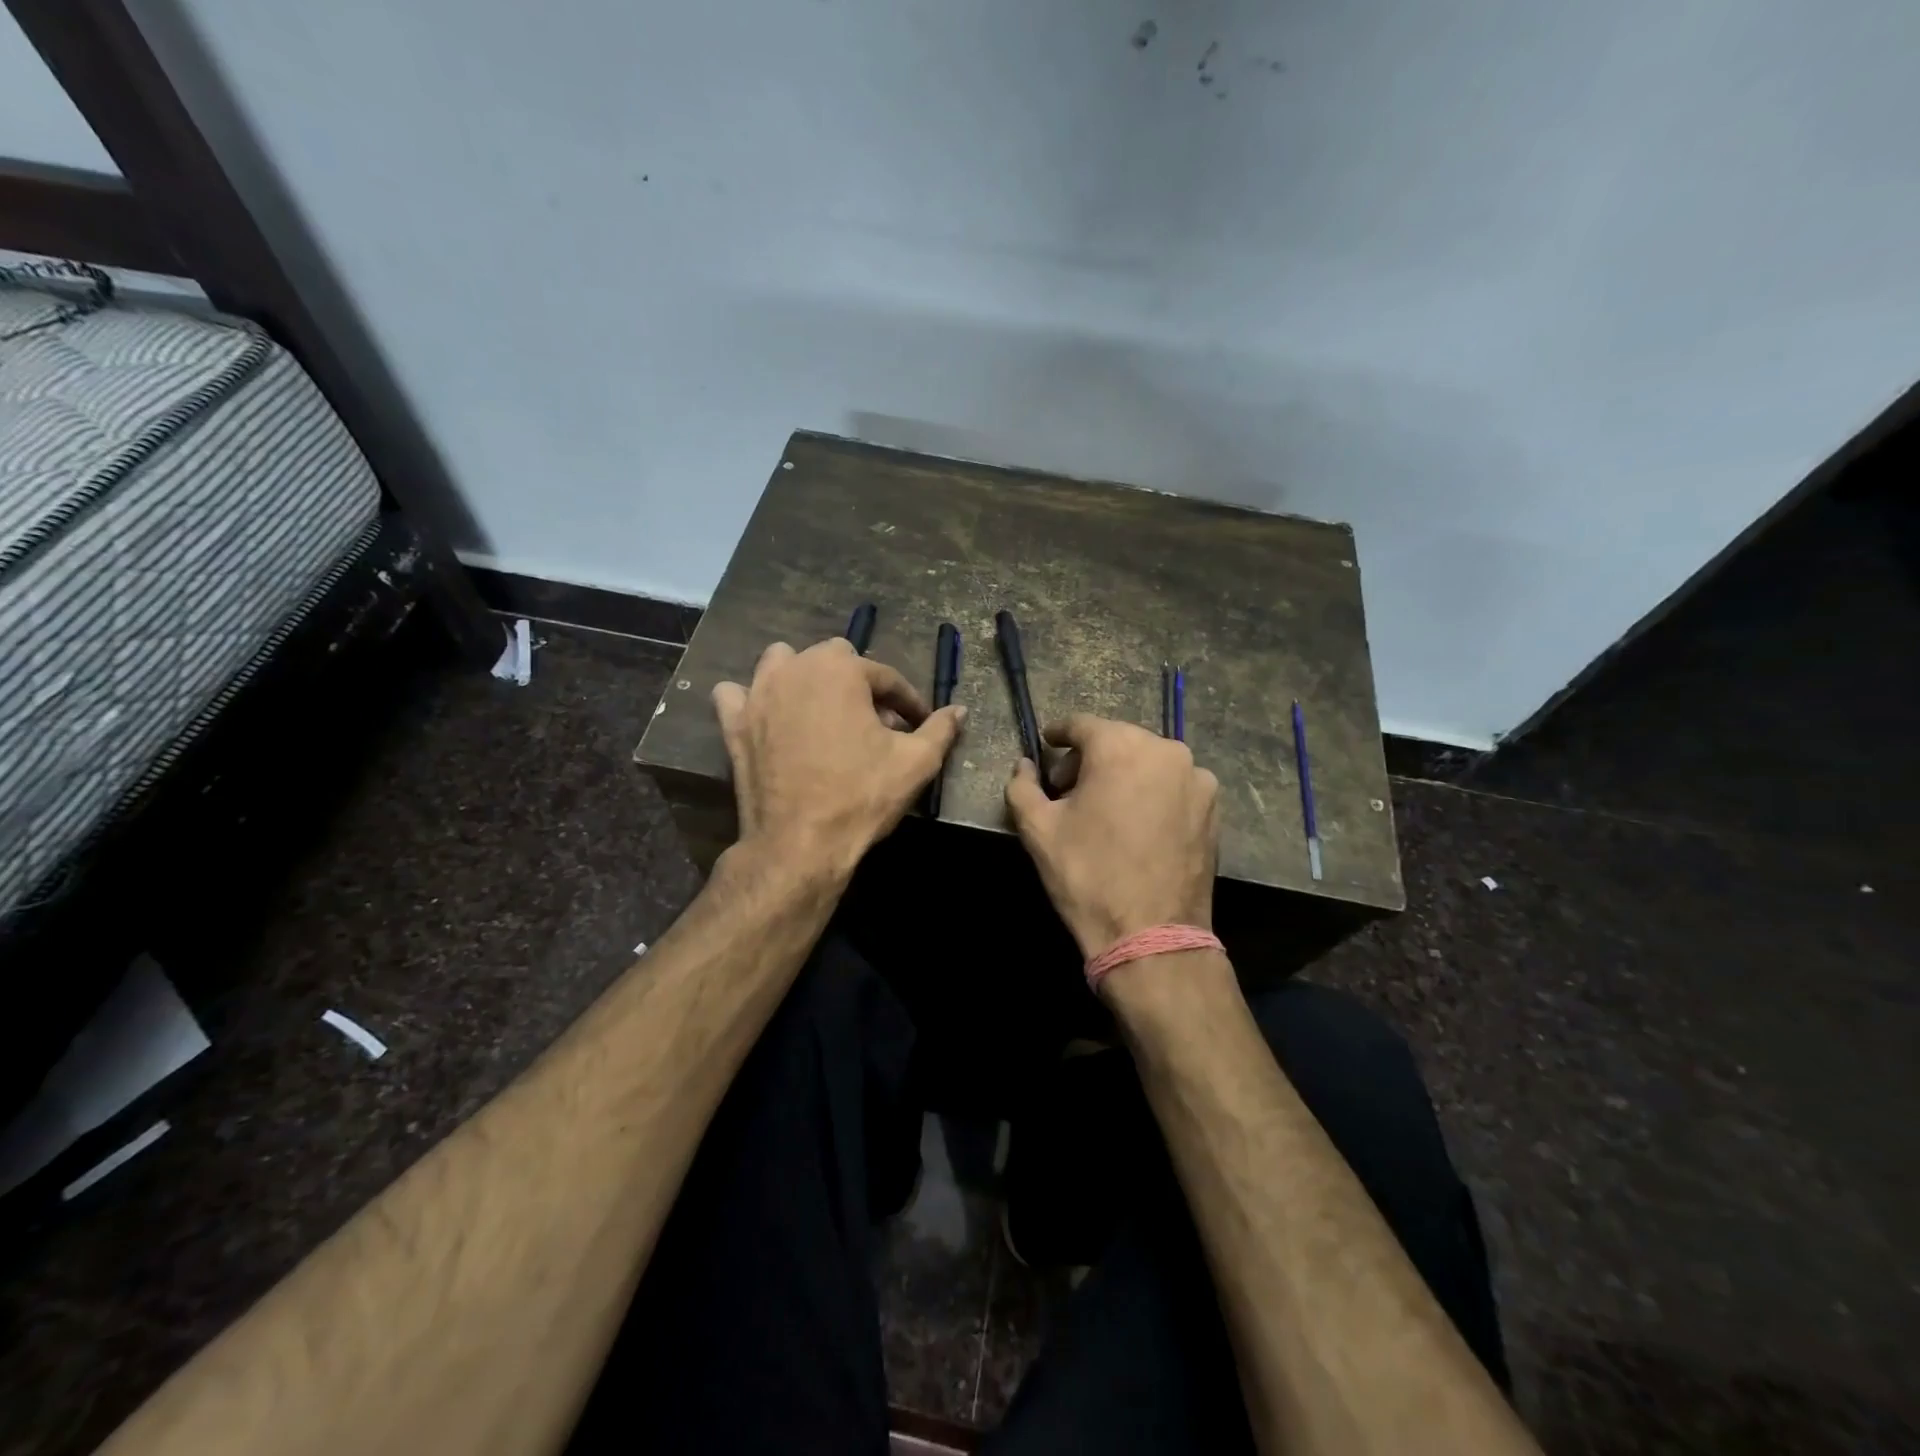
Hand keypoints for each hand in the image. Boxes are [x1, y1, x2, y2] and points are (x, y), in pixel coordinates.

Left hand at [713, 639, 965, 875]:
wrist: (800, 843)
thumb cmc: (861, 796)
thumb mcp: (916, 763)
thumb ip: (941, 729)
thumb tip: (960, 710)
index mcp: (842, 670)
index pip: (885, 677)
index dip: (908, 701)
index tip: (919, 724)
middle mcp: (796, 669)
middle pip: (835, 660)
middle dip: (859, 685)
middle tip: (875, 723)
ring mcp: (758, 694)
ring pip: (782, 663)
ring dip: (803, 677)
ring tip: (821, 710)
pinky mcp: (734, 723)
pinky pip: (736, 695)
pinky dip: (752, 700)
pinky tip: (768, 718)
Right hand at [1005, 714, 1218, 961]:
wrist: (1152, 935)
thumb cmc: (1088, 875)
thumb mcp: (1038, 829)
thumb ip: (1022, 786)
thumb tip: (1023, 765)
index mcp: (1121, 746)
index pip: (1081, 725)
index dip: (1058, 735)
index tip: (1046, 746)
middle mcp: (1166, 750)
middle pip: (1117, 741)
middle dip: (1089, 760)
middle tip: (1067, 791)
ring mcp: (1196, 779)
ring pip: (1148, 763)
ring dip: (1123, 776)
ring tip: (1105, 811)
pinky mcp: (1214, 808)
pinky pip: (1173, 787)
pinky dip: (1151, 794)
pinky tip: (1137, 826)